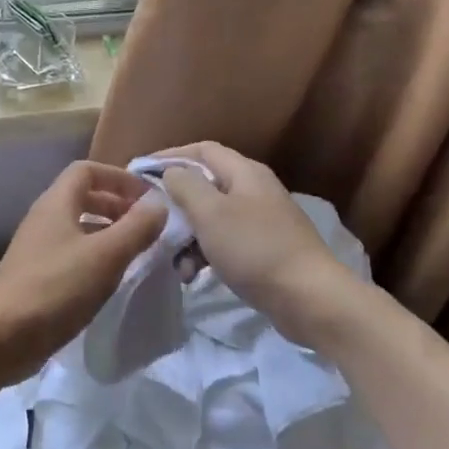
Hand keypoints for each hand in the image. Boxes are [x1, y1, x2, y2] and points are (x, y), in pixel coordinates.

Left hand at [0, 160, 166, 382]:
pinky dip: (95, 257)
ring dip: (108, 233)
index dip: (119, 178)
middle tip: (146, 226)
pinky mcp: (37, 276)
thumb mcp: (106, 255)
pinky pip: (71, 254)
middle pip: (83, 197)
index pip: (87, 170)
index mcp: (56, 203)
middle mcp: (44, 219)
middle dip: (117, 205)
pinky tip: (111, 279)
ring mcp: (37, 248)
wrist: (2, 337)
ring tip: (135, 252)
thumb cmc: (56, 288)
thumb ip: (136, 227)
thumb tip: (159, 205)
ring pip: (78, 227)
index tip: (148, 198)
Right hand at [156, 141, 357, 340]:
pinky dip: (204, 255)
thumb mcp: (210, 213)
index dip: (169, 156)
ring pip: (211, 219)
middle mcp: (253, 190)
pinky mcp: (263, 250)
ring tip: (174, 262)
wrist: (309, 298)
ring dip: (187, 237)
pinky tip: (193, 276)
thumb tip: (171, 173)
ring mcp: (261, 222)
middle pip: (205, 185)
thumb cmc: (254, 249)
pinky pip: (224, 243)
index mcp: (244, 173)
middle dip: (176, 204)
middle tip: (151, 222)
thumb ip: (185, 186)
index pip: (202, 150)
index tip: (139, 172)